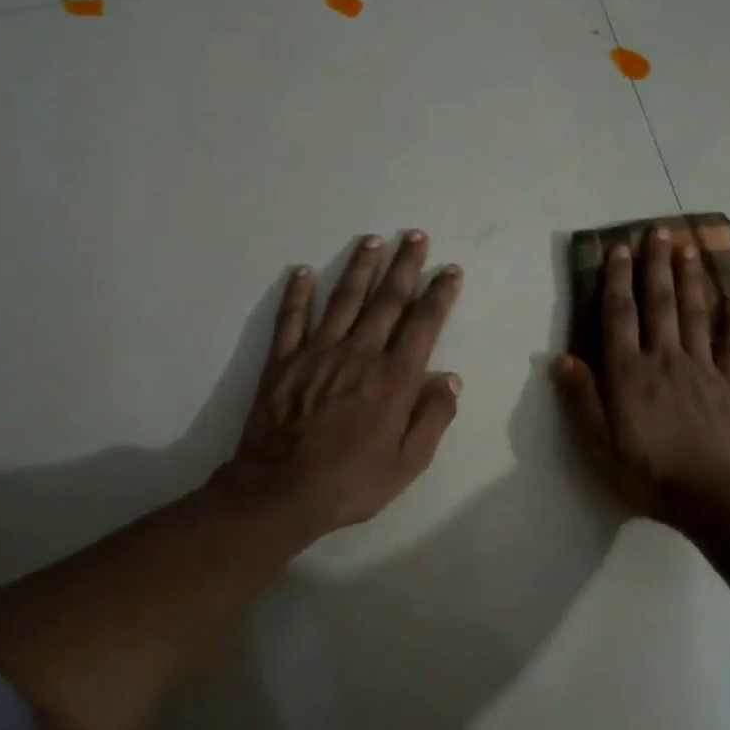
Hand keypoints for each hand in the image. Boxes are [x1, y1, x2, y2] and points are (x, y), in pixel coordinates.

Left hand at [213, 231, 462, 545]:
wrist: (280, 492)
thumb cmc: (352, 482)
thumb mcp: (408, 462)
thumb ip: (432, 418)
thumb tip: (449, 378)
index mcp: (394, 378)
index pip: (423, 324)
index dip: (439, 295)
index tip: (449, 271)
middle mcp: (360, 354)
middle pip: (386, 300)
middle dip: (404, 266)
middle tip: (415, 236)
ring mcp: (317, 353)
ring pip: (343, 299)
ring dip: (359, 267)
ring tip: (373, 241)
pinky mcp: (283, 361)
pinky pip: (291, 318)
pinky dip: (298, 293)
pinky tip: (303, 271)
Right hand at [551, 227, 729, 523]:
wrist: (712, 496)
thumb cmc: (648, 473)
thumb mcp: (599, 445)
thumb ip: (581, 399)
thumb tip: (561, 359)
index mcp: (629, 373)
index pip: (619, 315)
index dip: (617, 280)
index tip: (618, 249)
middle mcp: (665, 358)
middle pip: (659, 303)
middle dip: (656, 265)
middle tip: (658, 231)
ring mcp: (703, 368)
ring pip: (694, 313)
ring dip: (689, 278)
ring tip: (687, 247)